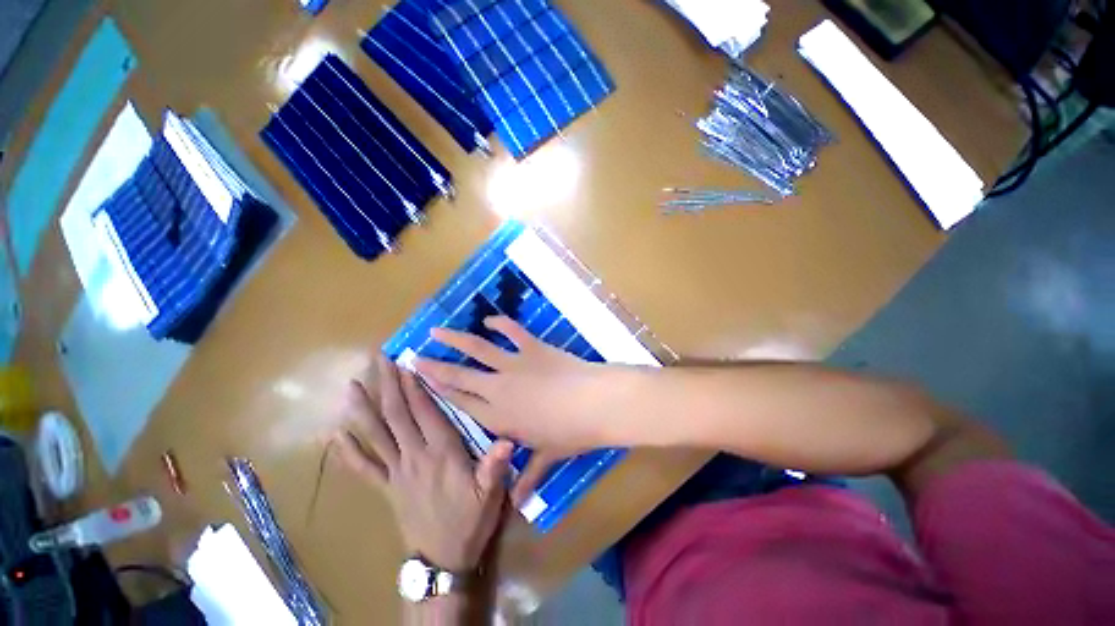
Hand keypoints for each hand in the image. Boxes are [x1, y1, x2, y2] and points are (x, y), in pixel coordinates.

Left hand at [336, 354, 512, 571]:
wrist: (443, 559)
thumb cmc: (470, 520)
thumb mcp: (491, 494)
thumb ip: (495, 468)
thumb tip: (507, 441)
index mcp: (441, 453)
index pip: (425, 412)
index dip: (415, 386)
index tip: (407, 362)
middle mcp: (414, 457)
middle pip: (397, 415)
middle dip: (388, 385)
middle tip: (378, 359)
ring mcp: (396, 472)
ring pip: (376, 435)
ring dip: (363, 409)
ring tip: (351, 386)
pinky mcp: (386, 488)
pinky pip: (364, 469)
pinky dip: (348, 452)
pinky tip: (334, 436)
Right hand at [413, 317, 618, 499]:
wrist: (594, 403)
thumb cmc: (571, 433)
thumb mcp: (548, 456)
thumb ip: (530, 476)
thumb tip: (519, 502)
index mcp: (499, 418)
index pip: (461, 404)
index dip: (439, 392)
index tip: (420, 382)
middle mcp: (498, 389)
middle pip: (459, 376)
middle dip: (434, 367)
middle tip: (413, 357)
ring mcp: (515, 364)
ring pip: (477, 349)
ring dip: (455, 339)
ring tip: (435, 331)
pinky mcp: (533, 347)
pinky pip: (512, 332)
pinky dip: (499, 323)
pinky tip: (488, 319)